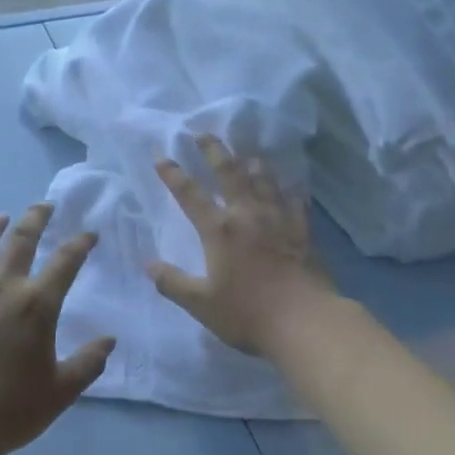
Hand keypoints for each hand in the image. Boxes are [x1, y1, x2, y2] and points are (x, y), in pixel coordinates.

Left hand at [0, 203, 115, 454]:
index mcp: (38, 305)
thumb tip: (109, 341)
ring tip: (0, 217)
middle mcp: (4, 288)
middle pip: (21, 241)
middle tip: (44, 205)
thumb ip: (88, 363)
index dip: (80, 243)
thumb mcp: (61, 391)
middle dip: (35, 218)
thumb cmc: (12, 408)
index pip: (66, 261)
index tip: (89, 234)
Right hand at [148, 136, 337, 356]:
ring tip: (247, 152)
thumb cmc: (248, 313)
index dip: (172, 173)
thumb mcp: (201, 304)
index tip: (160, 154)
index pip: (189, 194)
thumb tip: (148, 265)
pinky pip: (295, 201)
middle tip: (203, 133)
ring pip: (264, 180)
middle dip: (213, 150)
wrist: (306, 322)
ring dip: (252, 163)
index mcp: (219, 230)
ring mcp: (279, 219)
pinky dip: (289, 189)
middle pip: (229, 172)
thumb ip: (172, 283)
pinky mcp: (303, 231)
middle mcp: (247, 215)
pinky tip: (291, 185)